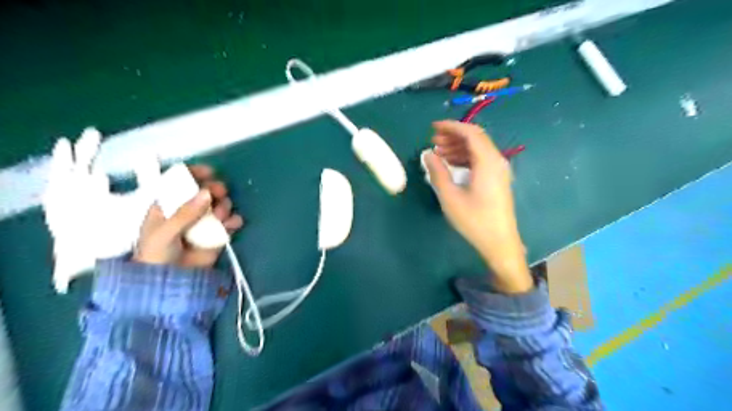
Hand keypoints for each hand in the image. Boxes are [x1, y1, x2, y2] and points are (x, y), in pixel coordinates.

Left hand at [134, 166, 243, 266]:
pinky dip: (234, 220)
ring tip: (221, 216)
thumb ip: (185, 214)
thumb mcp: (164, 233)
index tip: (208, 172)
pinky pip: (230, 222)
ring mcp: (204, 222)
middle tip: (219, 193)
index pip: (181, 183)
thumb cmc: (156, 255)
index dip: (194, 174)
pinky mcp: (217, 235)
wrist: (169, 283)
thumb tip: (207, 193)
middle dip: (214, 189)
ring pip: (220, 205)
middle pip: (205, 192)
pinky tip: (232, 224)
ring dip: (224, 206)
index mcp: (168, 206)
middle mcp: (188, 211)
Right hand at [425, 121, 532, 293]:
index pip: (470, 133)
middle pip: (475, 138)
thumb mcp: (450, 196)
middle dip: (453, 135)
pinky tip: (451, 164)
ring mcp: (499, 171)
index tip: (433, 127)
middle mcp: (496, 161)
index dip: (451, 126)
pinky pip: (480, 160)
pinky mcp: (497, 180)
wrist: (499, 242)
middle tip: (433, 140)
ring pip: (478, 149)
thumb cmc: (474, 220)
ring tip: (438, 152)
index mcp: (487, 162)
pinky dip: (465, 157)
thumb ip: (438, 172)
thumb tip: (428, 154)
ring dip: (458, 147)